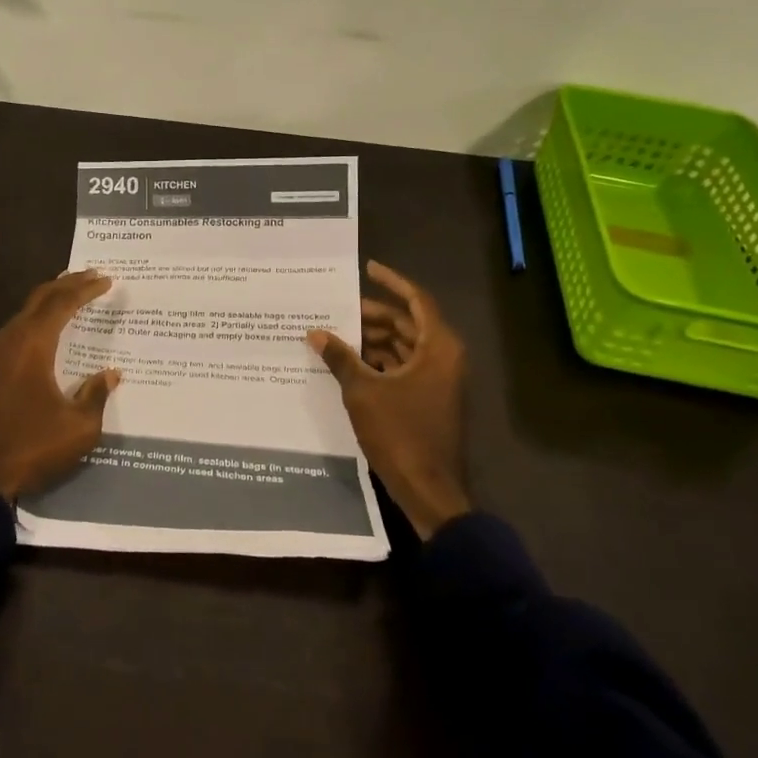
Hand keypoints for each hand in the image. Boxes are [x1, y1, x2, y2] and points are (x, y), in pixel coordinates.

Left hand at [0, 270, 122, 500]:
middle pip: (40, 299)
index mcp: (34, 344)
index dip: (86, 290)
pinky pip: (18, 328)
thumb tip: (110, 374)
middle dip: (66, 284)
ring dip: (49, 299)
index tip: (107, 280)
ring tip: (69, 292)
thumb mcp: (78, 427)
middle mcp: (13, 340)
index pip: (63, 304)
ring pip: (25, 312)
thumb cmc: (31, 445)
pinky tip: (45, 329)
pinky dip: (37, 317)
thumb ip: (95, 396)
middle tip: (90, 275)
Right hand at [308, 261, 470, 540]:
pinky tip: (348, 364)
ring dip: (373, 340)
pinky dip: (378, 362)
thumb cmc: (401, 434)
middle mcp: (442, 357)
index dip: (392, 282)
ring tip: (336, 335)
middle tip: (338, 308)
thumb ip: (340, 358)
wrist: (430, 489)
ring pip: (403, 347)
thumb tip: (315, 333)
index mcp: (437, 347)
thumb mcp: (363, 392)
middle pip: (407, 323)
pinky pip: (402, 368)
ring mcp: (437, 380)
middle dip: (373, 315)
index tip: (367, 268)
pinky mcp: (428, 399)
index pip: (416, 300)